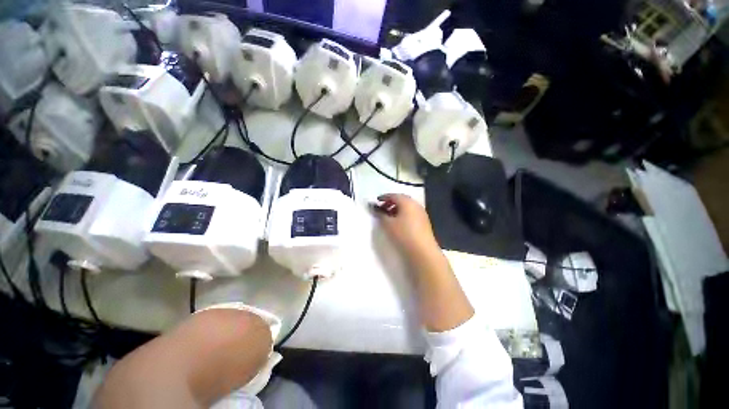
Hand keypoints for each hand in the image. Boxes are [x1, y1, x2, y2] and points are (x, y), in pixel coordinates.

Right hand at [373, 194, 439, 258]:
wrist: (423, 250)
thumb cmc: (403, 234)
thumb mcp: (388, 224)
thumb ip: (380, 214)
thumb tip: (375, 208)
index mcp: (407, 202)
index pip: (394, 195)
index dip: (384, 197)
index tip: (377, 200)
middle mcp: (415, 204)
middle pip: (402, 199)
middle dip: (391, 202)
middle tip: (382, 208)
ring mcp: (421, 213)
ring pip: (407, 206)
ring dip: (397, 208)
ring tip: (389, 216)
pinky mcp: (424, 221)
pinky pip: (412, 213)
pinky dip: (404, 214)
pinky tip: (399, 222)